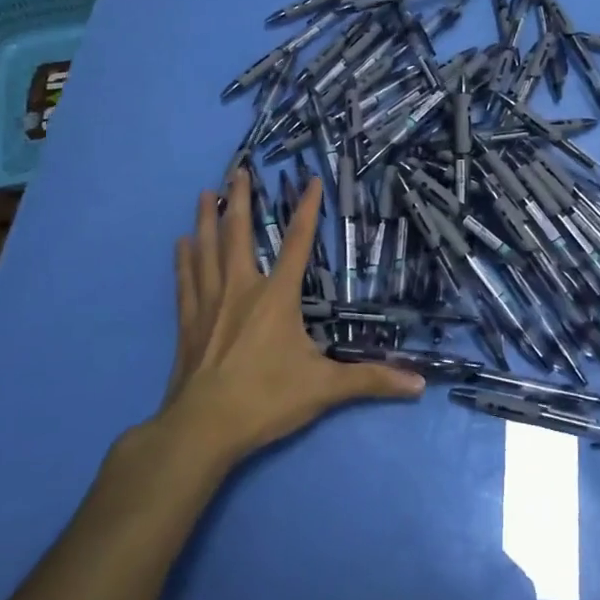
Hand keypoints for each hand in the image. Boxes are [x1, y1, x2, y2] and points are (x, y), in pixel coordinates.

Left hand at [155, 170, 423, 469]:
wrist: (201, 429)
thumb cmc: (265, 399)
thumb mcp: (325, 388)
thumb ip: (371, 380)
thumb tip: (419, 384)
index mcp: (276, 297)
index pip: (297, 244)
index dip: (307, 210)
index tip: (311, 180)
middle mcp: (241, 290)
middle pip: (238, 234)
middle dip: (239, 200)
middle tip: (238, 170)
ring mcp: (209, 305)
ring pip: (206, 251)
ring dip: (206, 220)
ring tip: (204, 192)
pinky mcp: (188, 324)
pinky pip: (185, 281)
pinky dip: (183, 260)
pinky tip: (180, 243)